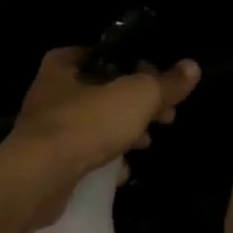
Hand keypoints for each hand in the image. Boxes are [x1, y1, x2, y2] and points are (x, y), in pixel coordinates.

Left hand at [6, 47, 201, 183]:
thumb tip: (192, 67)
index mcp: (65, 63)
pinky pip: (83, 153)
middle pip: (103, 91)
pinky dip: (104, 159)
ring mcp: (46, 127)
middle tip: (165, 118)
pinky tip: (122, 171)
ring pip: (94, 123)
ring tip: (146, 145)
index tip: (163, 87)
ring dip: (122, 132)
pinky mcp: (47, 160)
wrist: (40, 176)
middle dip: (136, 105)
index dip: (139, 68)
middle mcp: (50, 90)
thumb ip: (165, 82)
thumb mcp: (137, 96)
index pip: (108, 56)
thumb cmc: (87, 123)